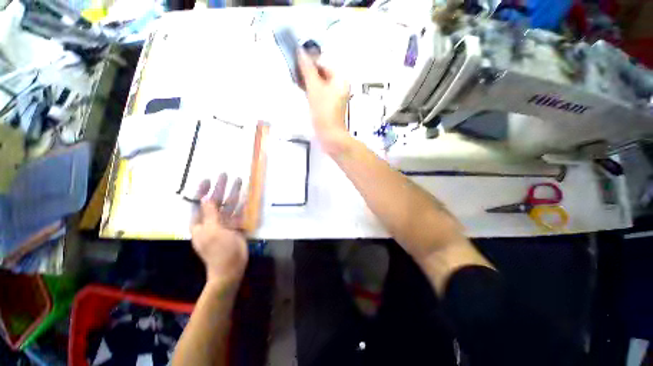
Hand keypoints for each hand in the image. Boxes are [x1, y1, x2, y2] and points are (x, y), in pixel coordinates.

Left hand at [191, 173, 247, 283]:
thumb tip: (206, 198)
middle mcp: (212, 221)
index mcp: (200, 223)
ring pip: (229, 205)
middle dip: (221, 188)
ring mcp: (225, 223)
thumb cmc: (218, 250)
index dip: (202, 190)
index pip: (199, 203)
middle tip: (226, 175)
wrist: (231, 267)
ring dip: (234, 193)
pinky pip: (239, 213)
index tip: (208, 179)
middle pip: (216, 201)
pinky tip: (246, 197)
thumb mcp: (212, 231)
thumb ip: (210, 214)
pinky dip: (242, 205)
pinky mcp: (236, 226)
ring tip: (239, 181)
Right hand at [298, 51, 351, 155]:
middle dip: (308, 72)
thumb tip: (300, 52)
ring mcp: (334, 97)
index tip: (295, 61)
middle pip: (322, 74)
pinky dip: (311, 91)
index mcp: (340, 79)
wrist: (330, 135)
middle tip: (294, 71)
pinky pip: (320, 93)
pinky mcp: (329, 106)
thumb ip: (307, 70)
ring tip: (296, 80)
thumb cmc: (324, 112)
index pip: (323, 63)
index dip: (309, 61)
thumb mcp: (314, 88)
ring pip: (320, 84)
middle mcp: (339, 86)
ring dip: (308, 81)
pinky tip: (302, 90)